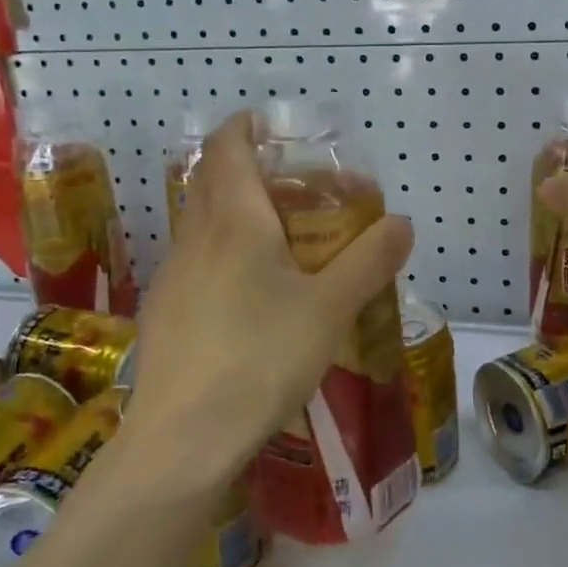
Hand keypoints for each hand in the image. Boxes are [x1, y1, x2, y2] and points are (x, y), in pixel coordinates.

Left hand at [122, 112, 413, 484]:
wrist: (182, 440)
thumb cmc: (260, 359)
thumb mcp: (330, 308)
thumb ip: (369, 260)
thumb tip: (402, 222)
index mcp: (234, 221)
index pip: (227, 148)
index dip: (245, 127)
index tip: (271, 125)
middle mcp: (195, 237)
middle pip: (214, 181)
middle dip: (250, 169)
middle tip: (298, 186)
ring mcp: (173, 275)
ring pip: (204, 222)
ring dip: (238, 213)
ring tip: (284, 239)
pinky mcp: (164, 312)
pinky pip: (197, 260)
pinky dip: (224, 251)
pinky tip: (252, 294)